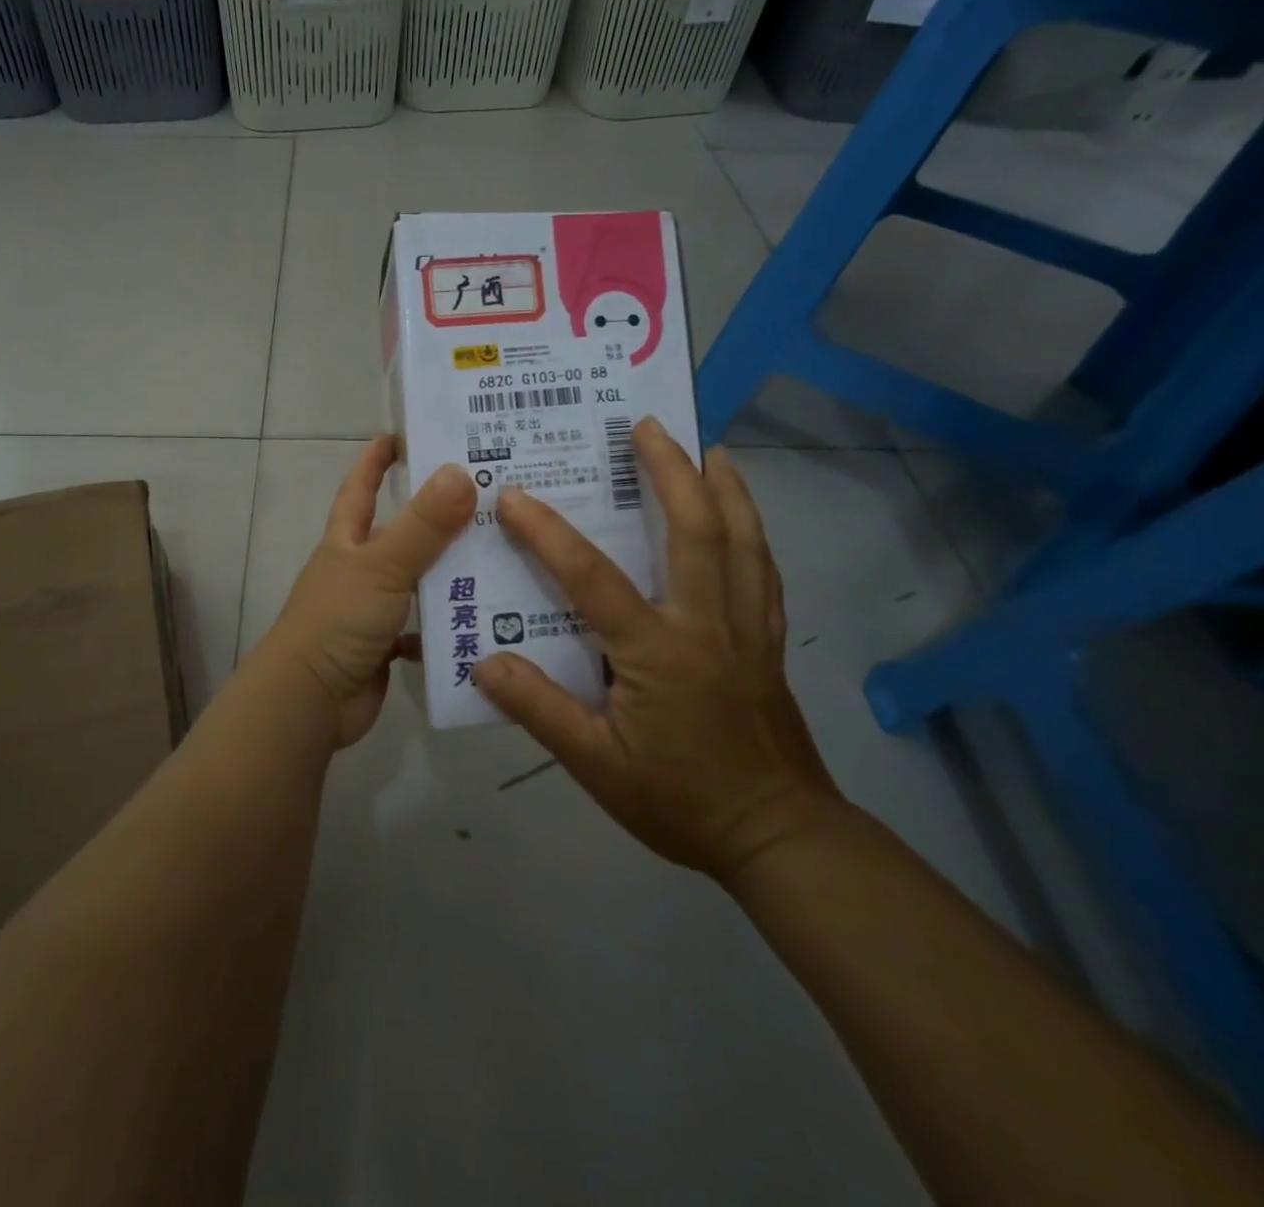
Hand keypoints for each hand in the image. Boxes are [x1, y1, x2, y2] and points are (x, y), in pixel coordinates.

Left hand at [263, 436, 475, 748]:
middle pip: (400, 533)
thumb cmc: (338, 620)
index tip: (401, 434)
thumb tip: (461, 472)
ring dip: (450, 571)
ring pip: (417, 580)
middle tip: (487, 498)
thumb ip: (423, 525)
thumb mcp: (382, 566)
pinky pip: (423, 626)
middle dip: (436, 516)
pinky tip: (486, 617)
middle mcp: (357, 568)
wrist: (310, 700)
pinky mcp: (384, 644)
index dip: (376, 460)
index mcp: (347, 541)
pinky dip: (447, 623)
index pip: (360, 487)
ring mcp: (370, 608)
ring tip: (502, 556)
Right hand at [474, 419, 843, 885]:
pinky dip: (753, 530)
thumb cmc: (680, 800)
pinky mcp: (768, 642)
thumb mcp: (596, 766)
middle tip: (647, 426)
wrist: (778, 837)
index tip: (513, 496)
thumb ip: (540, 710)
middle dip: (671, 471)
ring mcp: (746, 629)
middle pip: (696, 530)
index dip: (548, 534)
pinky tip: (742, 516)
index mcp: (657, 652)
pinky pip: (762, 571)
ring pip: (742, 541)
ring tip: (707, 449)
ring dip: (724, 488)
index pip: (593, 578)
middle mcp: (706, 624)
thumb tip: (485, 662)